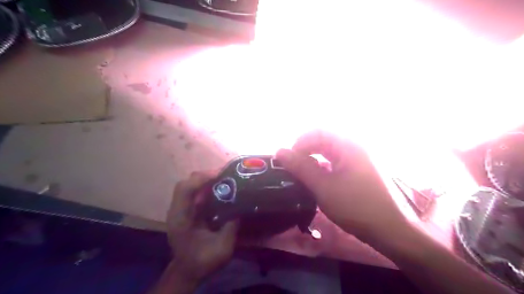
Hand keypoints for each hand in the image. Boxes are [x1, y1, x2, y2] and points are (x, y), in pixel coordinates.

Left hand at [165, 171, 236, 282]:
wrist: (188, 271)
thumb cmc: (202, 261)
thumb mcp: (221, 248)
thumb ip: (231, 228)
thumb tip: (242, 208)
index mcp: (181, 218)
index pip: (185, 190)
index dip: (201, 179)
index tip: (220, 175)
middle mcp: (178, 210)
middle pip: (186, 183)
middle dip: (206, 176)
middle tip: (226, 176)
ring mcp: (181, 209)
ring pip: (191, 186)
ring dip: (207, 180)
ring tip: (225, 179)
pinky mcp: (188, 210)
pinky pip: (196, 192)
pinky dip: (207, 187)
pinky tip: (220, 189)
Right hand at [275, 130, 406, 242]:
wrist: (392, 231)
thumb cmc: (356, 207)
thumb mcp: (323, 187)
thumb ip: (301, 167)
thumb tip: (279, 151)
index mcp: (349, 145)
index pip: (318, 132)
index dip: (299, 142)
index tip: (288, 160)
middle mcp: (356, 146)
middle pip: (325, 140)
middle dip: (306, 150)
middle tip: (293, 167)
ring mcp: (361, 158)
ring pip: (331, 151)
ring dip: (314, 159)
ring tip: (303, 174)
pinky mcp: (362, 170)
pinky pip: (338, 161)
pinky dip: (325, 167)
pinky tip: (319, 180)